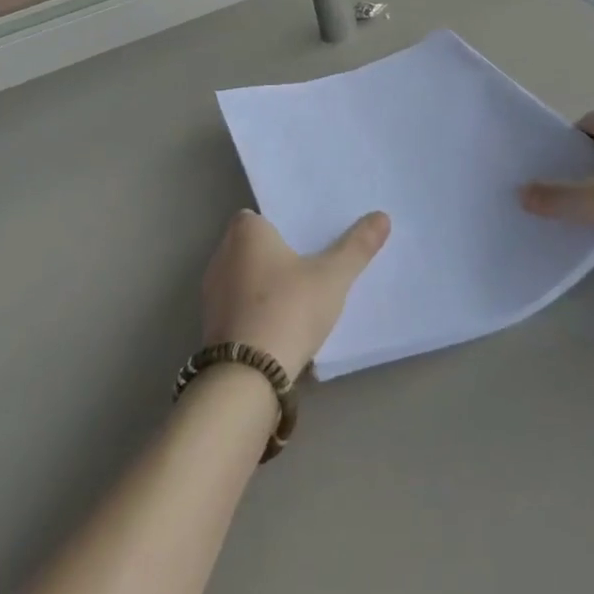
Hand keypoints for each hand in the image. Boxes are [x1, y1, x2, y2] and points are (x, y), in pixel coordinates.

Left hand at [200, 209, 390, 379]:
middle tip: (308, 264)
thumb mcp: (332, 277)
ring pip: (241, 278)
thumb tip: (382, 216)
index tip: (303, 237)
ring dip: (262, 286)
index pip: (256, 216)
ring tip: (296, 297)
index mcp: (245, 233)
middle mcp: (221, 255)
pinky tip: (278, 327)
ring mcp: (211, 294)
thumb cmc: (288, 309)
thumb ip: (356, 246)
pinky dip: (253, 312)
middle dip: (273, 255)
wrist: (248, 377)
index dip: (278, 225)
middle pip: (249, 246)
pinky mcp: (211, 327)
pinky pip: (236, 308)